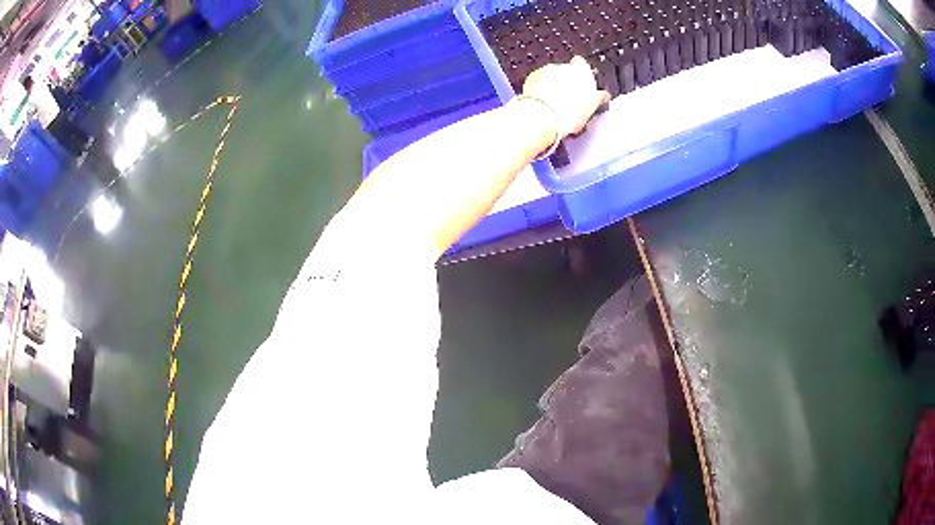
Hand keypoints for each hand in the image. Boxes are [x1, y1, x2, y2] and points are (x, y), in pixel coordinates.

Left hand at [521, 56, 609, 138]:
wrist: (544, 115)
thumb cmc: (570, 111)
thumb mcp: (592, 106)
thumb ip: (598, 97)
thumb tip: (603, 96)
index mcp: (581, 71)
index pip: (582, 65)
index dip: (582, 75)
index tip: (582, 86)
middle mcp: (562, 66)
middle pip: (566, 72)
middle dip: (567, 83)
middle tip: (569, 100)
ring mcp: (546, 71)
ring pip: (551, 77)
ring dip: (552, 87)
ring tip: (555, 106)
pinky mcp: (532, 78)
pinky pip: (537, 82)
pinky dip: (540, 90)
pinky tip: (544, 104)